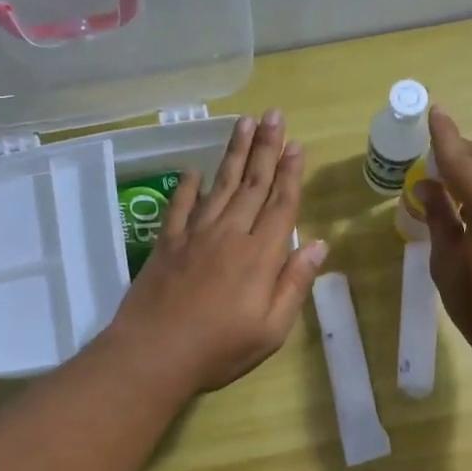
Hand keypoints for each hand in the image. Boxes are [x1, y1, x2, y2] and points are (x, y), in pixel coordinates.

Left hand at [103, 110, 328, 392]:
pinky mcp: (167, 244)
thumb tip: (318, 244)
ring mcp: (195, 236)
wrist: (154, 355)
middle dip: (265, 148)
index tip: (296, 145)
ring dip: (233, 154)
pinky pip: (180, 207)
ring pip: (219, 186)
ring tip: (243, 124)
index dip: (290, 174)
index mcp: (260, 256)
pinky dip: (188, 187)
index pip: (280, 205)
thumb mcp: (272, 329)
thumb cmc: (220, 349)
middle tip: (273, 115)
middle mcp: (229, 235)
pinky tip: (194, 171)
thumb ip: (294, 283)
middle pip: (252, 184)